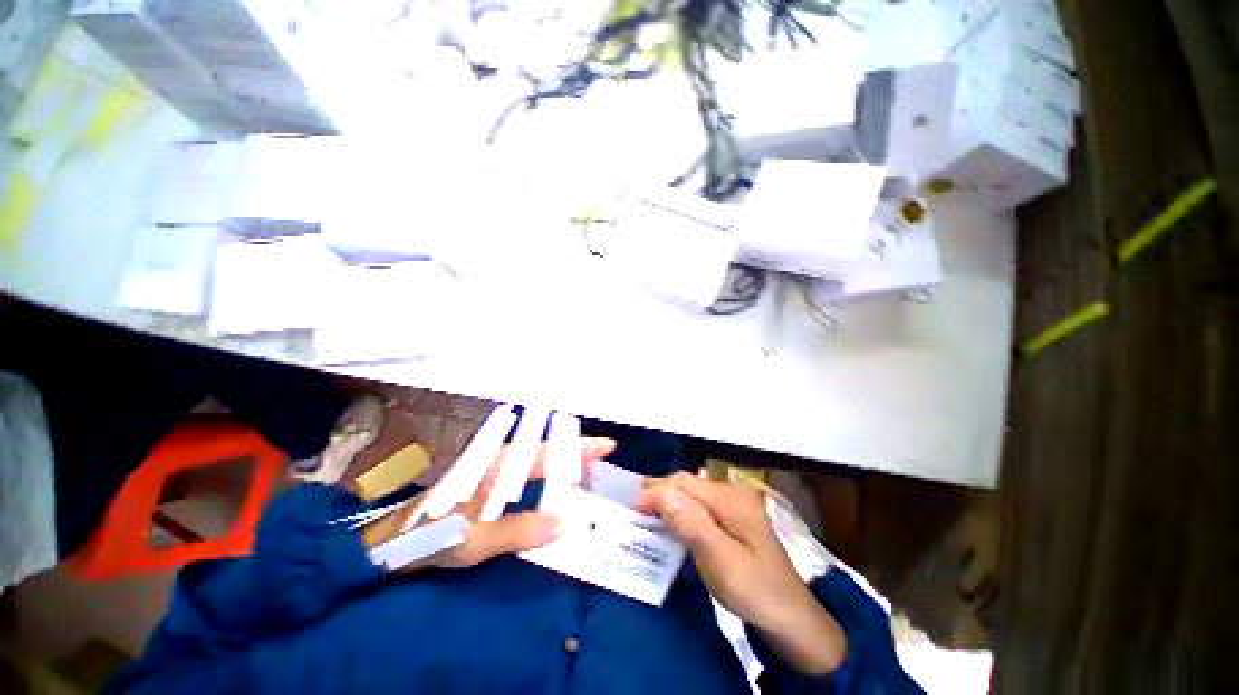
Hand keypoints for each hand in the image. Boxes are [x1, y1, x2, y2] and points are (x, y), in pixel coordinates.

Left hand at [363, 437, 616, 568]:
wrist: (392, 542)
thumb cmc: (434, 536)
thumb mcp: (479, 540)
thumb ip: (523, 530)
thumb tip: (570, 521)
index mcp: (498, 465)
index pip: (546, 452)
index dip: (577, 448)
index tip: (607, 445)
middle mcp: (499, 458)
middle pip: (545, 447)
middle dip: (575, 449)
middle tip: (603, 459)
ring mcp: (494, 466)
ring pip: (536, 456)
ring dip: (562, 459)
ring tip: (587, 468)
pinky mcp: (489, 478)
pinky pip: (527, 469)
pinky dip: (548, 471)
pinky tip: (556, 481)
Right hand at [638, 473, 846, 674]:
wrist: (792, 619)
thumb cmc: (755, 591)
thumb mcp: (721, 560)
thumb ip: (691, 523)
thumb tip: (661, 491)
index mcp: (731, 498)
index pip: (684, 483)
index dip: (656, 491)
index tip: (631, 508)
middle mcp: (732, 493)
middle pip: (688, 484)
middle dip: (660, 492)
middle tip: (633, 508)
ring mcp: (734, 505)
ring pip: (692, 494)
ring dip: (669, 501)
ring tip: (645, 512)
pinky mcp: (733, 518)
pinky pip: (700, 506)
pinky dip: (681, 511)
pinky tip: (670, 521)